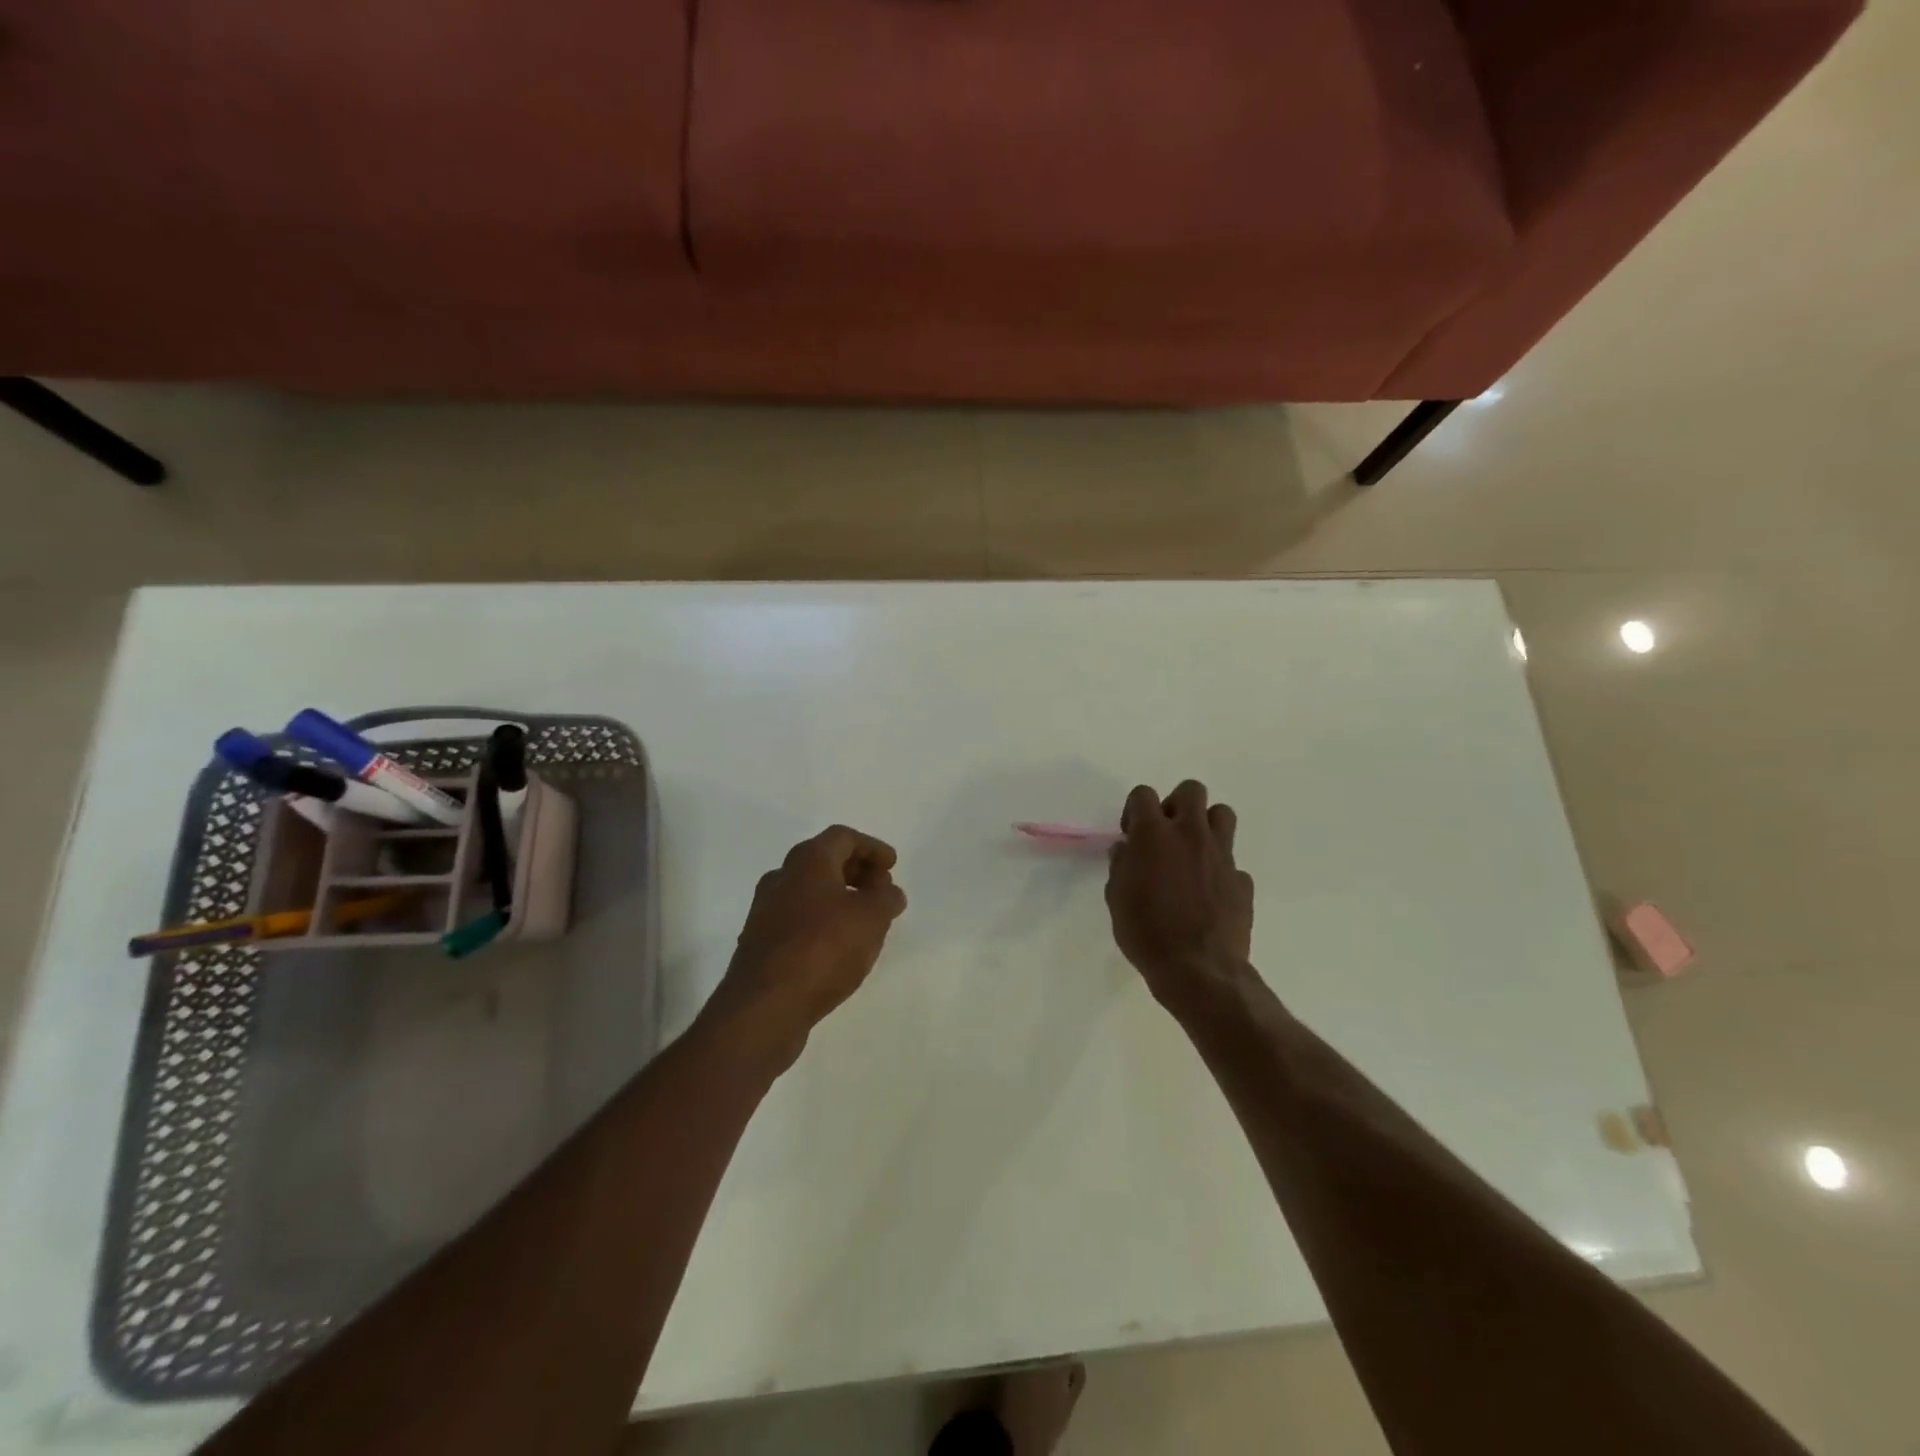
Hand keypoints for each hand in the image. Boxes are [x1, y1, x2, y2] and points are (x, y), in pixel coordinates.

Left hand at [707, 825, 908, 1062]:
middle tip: (880, 889)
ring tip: (864, 919)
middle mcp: (781, 877)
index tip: (892, 866)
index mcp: (807, 861)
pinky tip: (838, 945)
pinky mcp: (760, 942)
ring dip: (838, 897)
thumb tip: (889, 891)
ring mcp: (765, 911)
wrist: (764, 1007)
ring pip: (808, 891)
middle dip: (855, 870)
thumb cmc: (823, 949)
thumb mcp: (871, 918)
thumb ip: (886, 898)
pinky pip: (797, 918)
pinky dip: (821, 920)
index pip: (843, 837)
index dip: (871, 847)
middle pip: (822, 860)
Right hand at [1105, 781, 1255, 1013]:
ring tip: (1192, 852)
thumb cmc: (1146, 933)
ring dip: (1206, 825)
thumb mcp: (1116, 899)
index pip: (1143, 794)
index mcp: (1154, 834)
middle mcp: (1190, 834)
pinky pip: (1232, 862)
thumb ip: (1121, 866)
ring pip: (1222, 814)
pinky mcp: (1242, 880)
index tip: (1132, 834)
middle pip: (1191, 790)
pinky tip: (1209, 893)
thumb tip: (1126, 850)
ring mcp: (1222, 855)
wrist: (1198, 970)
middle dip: (1176, 805)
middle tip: (1165, 835)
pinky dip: (1220, 870)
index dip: (1135, 810)